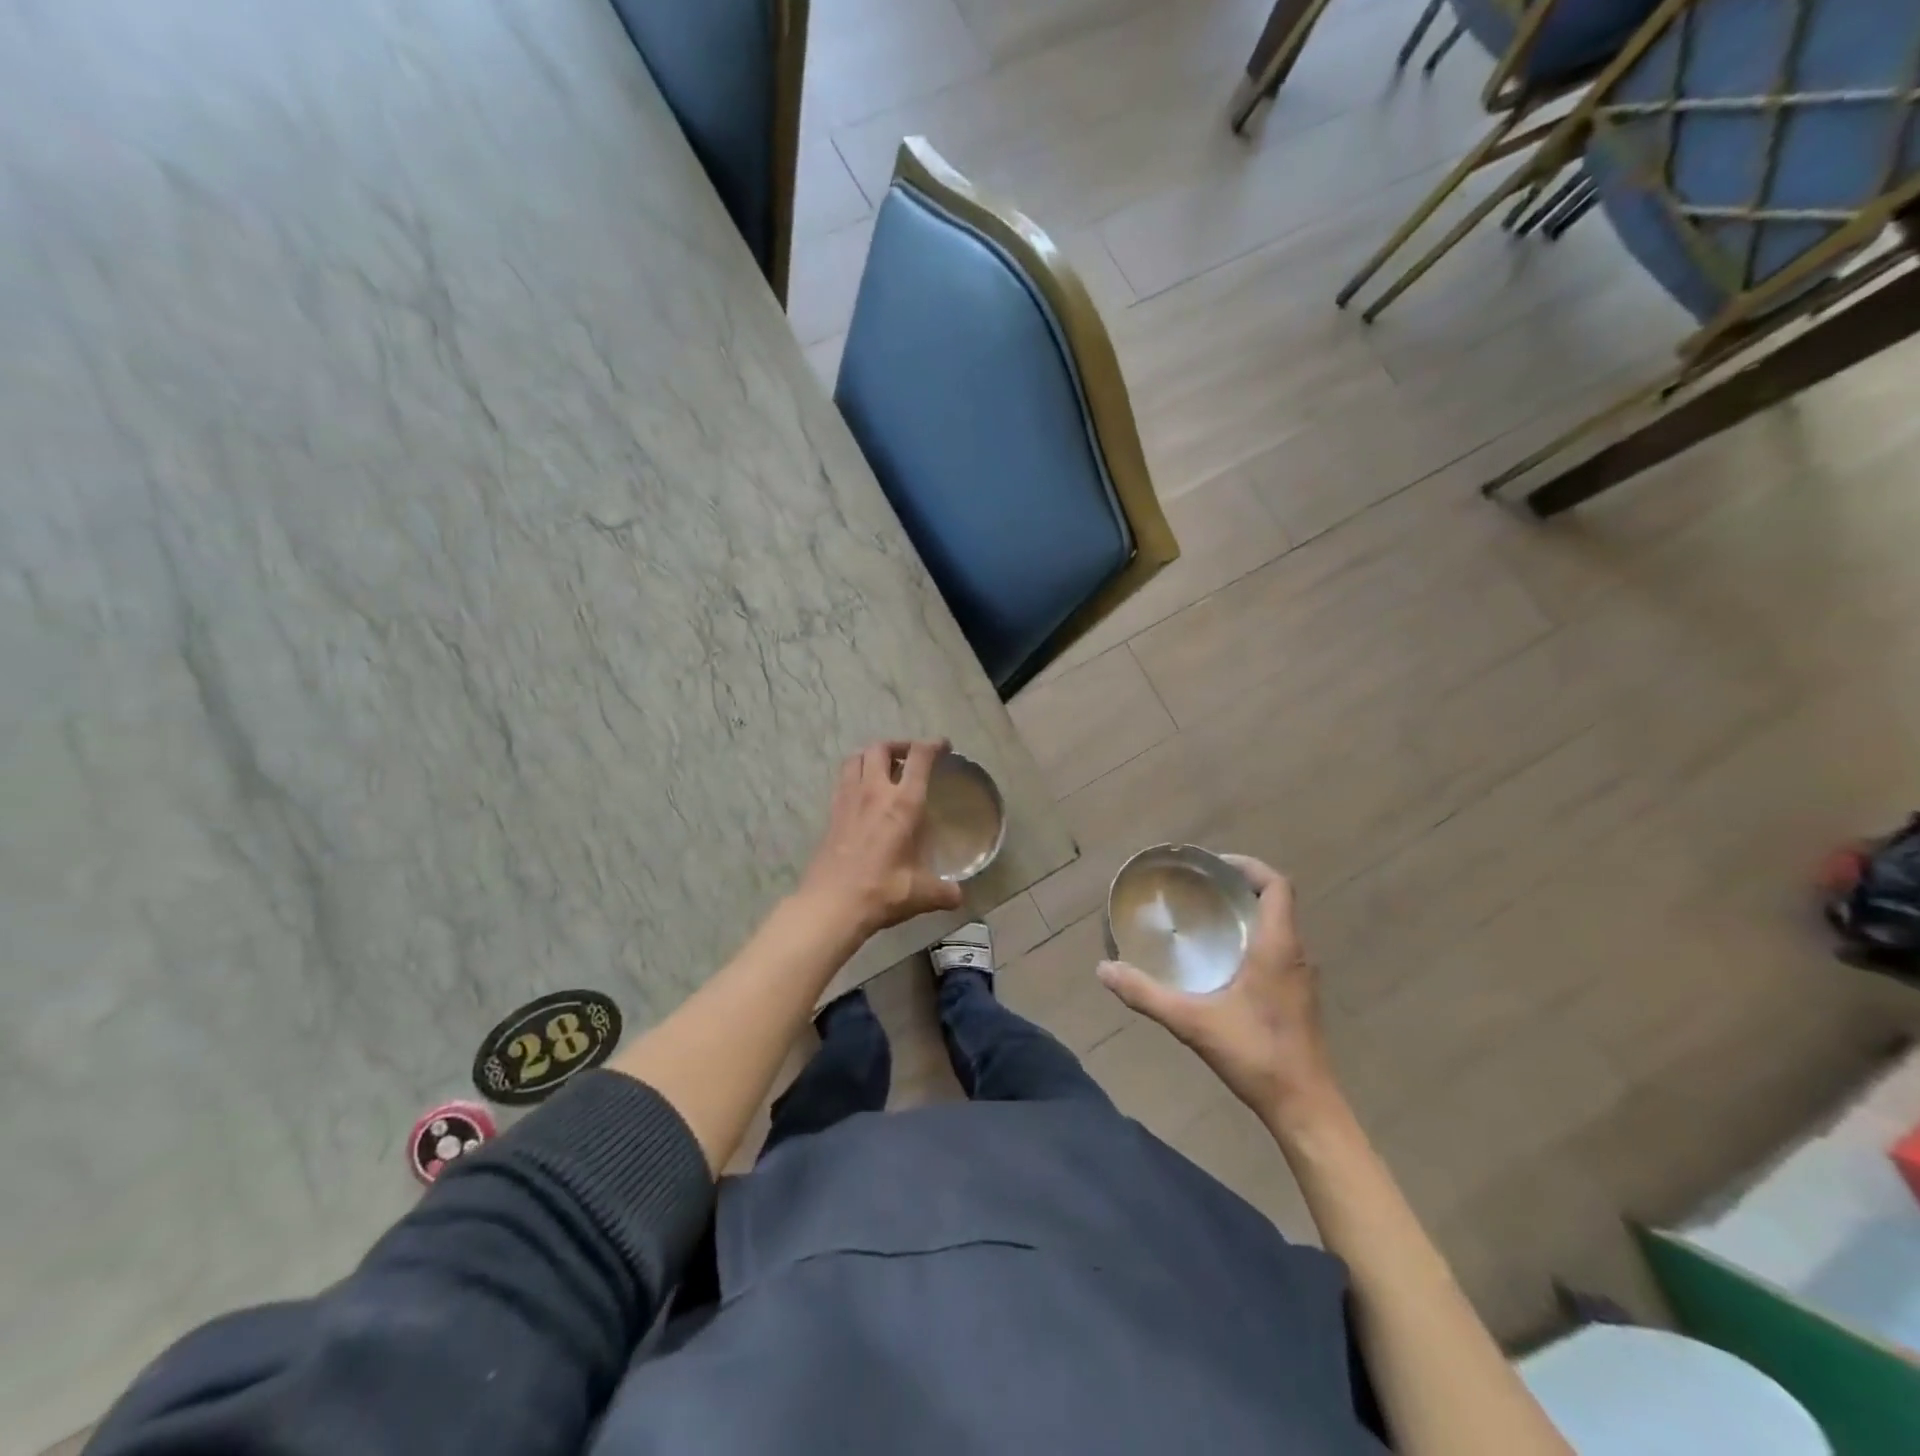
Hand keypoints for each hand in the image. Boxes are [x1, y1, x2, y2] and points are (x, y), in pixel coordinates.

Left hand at [797, 739, 963, 937]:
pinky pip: (843, 780)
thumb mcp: (922, 894)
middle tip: (911, 757)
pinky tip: (863, 795)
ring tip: (884, 768)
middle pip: (881, 748)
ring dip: (872, 755)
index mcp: (903, 803)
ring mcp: (848, 800)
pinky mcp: (832, 813)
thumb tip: (959, 896)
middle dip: (899, 745)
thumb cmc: (881, 891)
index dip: (933, 745)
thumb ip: (944, 891)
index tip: (944, 746)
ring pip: (856, 758)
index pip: (919, 757)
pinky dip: (855, 775)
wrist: (831, 904)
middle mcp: (874, 792)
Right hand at [1098, 855, 1337, 1124]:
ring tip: (1205, 917)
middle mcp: (1295, 954)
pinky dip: (1252, 940)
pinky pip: (1277, 950)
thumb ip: (1146, 994)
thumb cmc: (1256, 1055)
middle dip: (1239, 887)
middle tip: (1199, 889)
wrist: (1305, 1108)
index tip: (1213, 867)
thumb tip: (1103, 969)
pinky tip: (1221, 961)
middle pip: (1276, 902)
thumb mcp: (1193, 1022)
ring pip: (1277, 927)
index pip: (1277, 885)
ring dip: (1246, 914)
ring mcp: (1300, 977)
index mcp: (1277, 947)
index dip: (1248, 867)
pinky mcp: (1298, 997)